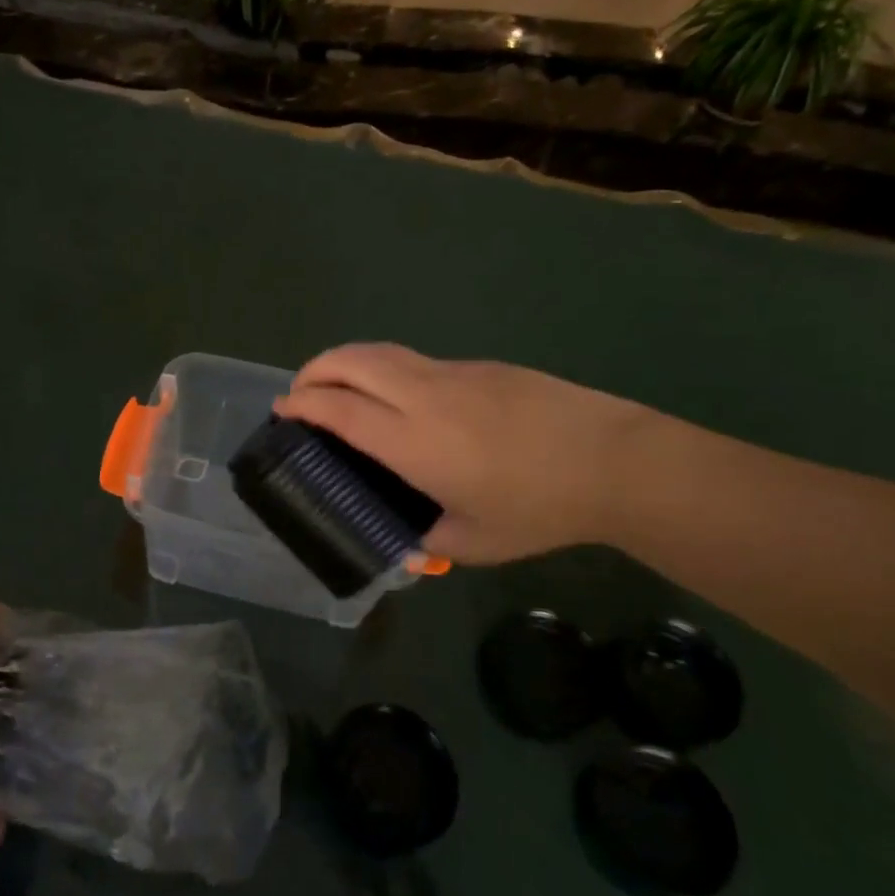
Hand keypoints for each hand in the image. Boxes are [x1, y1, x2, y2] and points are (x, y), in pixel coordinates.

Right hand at [275, 343, 649, 564]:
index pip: (338, 409)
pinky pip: (414, 359)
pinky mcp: (478, 366)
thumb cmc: (538, 508)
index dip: (302, 405)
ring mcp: (451, 373)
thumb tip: (405, 544)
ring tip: (337, 385)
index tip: (282, 411)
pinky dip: (384, 368)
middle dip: (314, 370)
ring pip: (382, 351)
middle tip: (300, 393)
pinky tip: (398, 396)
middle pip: (351, 362)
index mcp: (412, 441)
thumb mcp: (474, 542)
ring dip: (346, 361)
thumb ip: (427, 540)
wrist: (612, 460)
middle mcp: (422, 395)